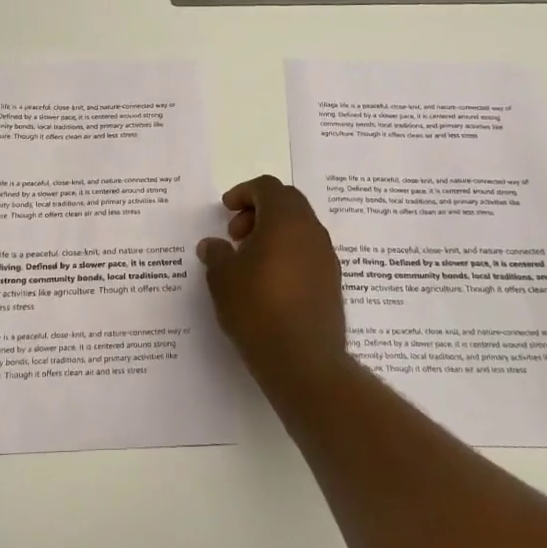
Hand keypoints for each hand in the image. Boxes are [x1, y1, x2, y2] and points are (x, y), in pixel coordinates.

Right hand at [197, 175, 347, 383]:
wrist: (303, 360)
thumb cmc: (257, 309)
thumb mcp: (223, 279)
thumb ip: (216, 254)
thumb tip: (213, 245)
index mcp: (285, 220)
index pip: (268, 187)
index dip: (244, 193)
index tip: (226, 210)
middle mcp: (311, 231)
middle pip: (288, 202)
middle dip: (259, 210)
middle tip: (236, 234)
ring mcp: (326, 257)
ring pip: (300, 228)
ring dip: (274, 232)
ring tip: (249, 261)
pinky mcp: (332, 282)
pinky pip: (308, 252)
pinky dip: (287, 253)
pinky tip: (268, 282)